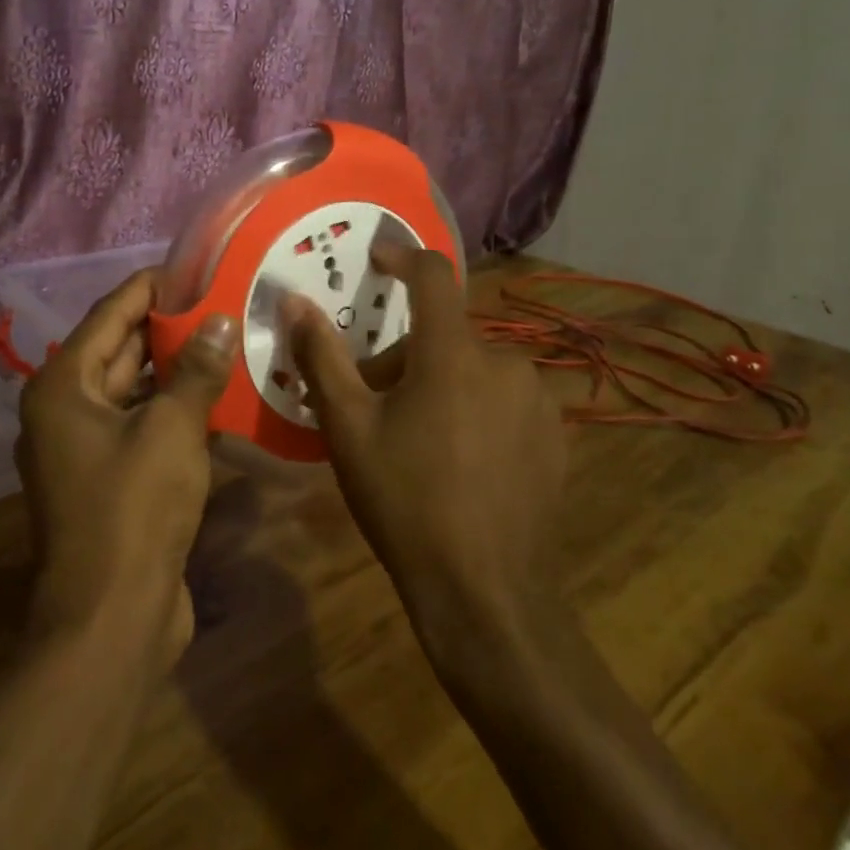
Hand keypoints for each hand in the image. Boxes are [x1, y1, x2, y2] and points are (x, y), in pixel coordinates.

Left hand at [17, 270, 238, 668]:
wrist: (111, 620)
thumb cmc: (133, 511)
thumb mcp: (171, 430)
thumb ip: (196, 371)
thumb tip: (218, 320)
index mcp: (63, 387)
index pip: (110, 314)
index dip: (152, 288)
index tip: (193, 266)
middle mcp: (64, 410)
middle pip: (121, 351)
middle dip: (169, 327)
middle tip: (220, 300)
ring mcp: (84, 448)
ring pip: (134, 391)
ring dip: (176, 371)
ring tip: (226, 339)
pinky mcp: (107, 480)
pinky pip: (141, 426)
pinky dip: (173, 411)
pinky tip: (217, 397)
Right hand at [284, 243, 567, 659]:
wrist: (485, 592)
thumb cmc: (406, 500)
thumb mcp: (348, 428)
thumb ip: (321, 356)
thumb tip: (294, 302)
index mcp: (453, 353)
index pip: (433, 275)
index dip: (402, 256)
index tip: (377, 258)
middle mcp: (504, 362)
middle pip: (444, 335)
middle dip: (404, 355)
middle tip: (371, 402)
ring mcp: (537, 400)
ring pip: (474, 369)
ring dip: (440, 383)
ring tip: (414, 437)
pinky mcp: (556, 436)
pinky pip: (504, 399)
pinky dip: (474, 409)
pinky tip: (458, 461)